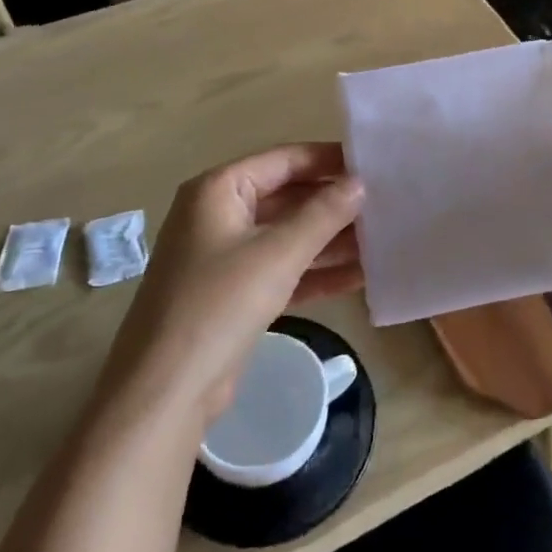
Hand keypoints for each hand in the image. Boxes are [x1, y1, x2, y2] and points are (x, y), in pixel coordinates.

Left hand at [101, 143, 364, 428]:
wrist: (165, 391)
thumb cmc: (219, 304)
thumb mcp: (278, 253)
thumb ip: (323, 214)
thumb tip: (359, 183)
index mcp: (219, 190)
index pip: (284, 160)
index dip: (329, 160)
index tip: (375, 165)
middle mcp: (219, 215)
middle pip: (288, 197)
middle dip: (334, 204)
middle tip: (386, 205)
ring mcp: (225, 256)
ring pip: (288, 236)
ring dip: (331, 240)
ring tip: (383, 240)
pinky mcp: (235, 294)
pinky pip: (282, 270)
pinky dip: (316, 272)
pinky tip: (360, 277)